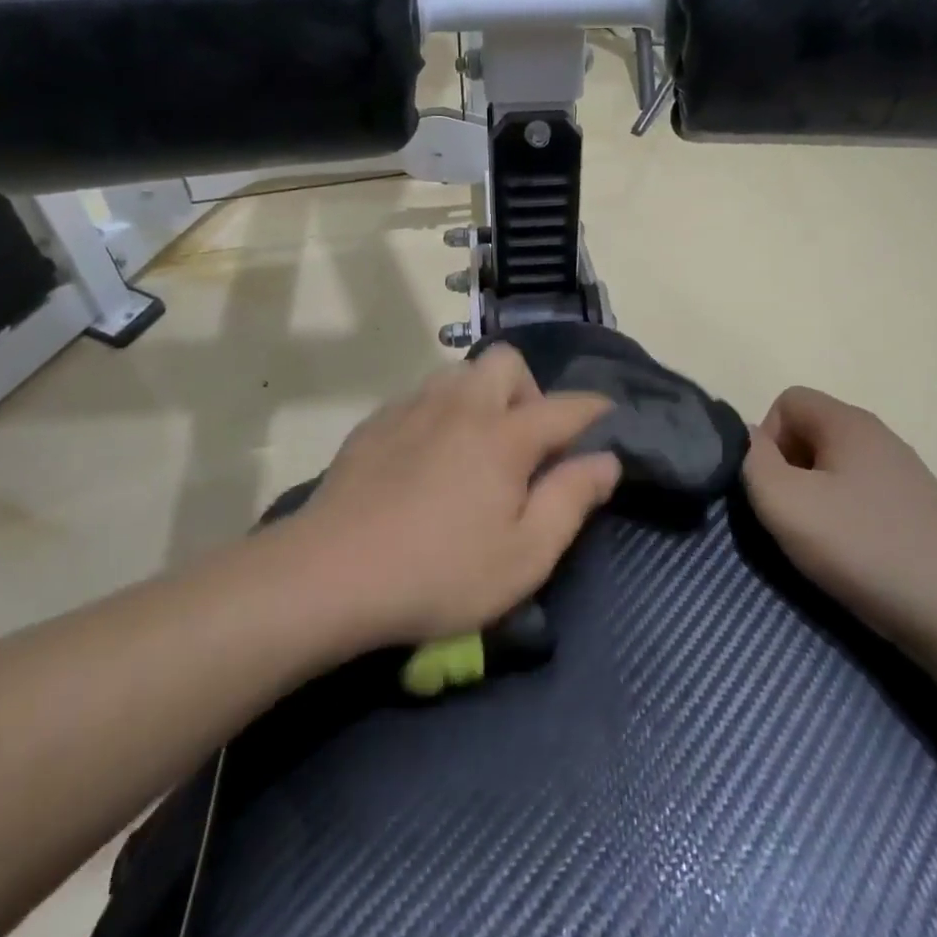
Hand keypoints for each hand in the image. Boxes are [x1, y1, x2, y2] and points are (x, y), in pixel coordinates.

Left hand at [284, 347, 622, 648]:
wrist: (329, 574)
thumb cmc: (439, 573)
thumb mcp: (524, 555)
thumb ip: (571, 500)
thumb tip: (606, 459)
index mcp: (505, 436)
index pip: (568, 408)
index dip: (595, 411)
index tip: (608, 420)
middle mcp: (461, 407)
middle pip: (506, 363)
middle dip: (529, 392)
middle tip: (524, 445)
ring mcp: (412, 409)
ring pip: (459, 373)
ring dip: (481, 397)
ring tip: (475, 447)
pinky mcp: (374, 424)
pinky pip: (420, 397)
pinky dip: (439, 413)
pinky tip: (426, 458)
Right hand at [742, 387, 936, 658]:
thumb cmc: (865, 548)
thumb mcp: (785, 502)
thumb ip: (751, 461)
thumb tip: (748, 441)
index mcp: (849, 422)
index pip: (787, 400)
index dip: (765, 439)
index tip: (772, 487)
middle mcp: (879, 438)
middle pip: (809, 434)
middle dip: (787, 472)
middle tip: (791, 519)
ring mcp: (904, 476)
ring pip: (834, 470)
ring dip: (814, 501)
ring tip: (820, 545)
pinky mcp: (918, 513)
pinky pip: (861, 499)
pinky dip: (845, 522)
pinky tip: (854, 559)